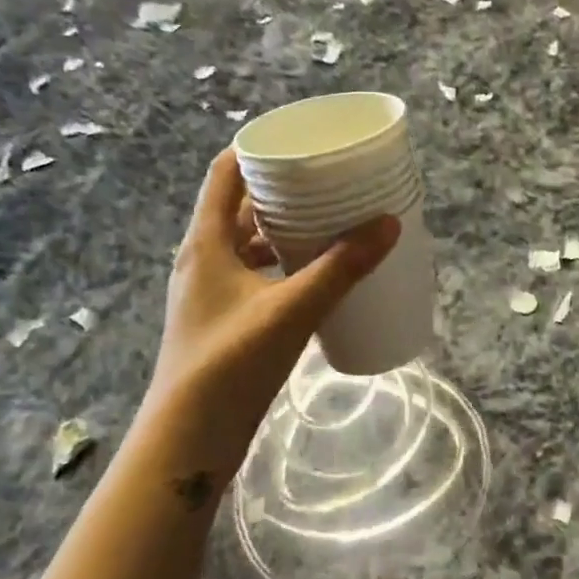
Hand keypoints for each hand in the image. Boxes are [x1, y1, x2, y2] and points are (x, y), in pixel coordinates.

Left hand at [147, 149, 398, 464]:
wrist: (189, 439)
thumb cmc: (230, 364)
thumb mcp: (291, 310)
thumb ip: (341, 268)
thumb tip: (389, 224)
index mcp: (205, 243)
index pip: (225, 174)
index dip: (258, 148)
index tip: (301, 139)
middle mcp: (203, 260)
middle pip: (240, 207)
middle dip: (283, 189)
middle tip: (329, 179)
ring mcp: (212, 292)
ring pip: (249, 243)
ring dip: (285, 228)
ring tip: (331, 220)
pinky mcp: (225, 319)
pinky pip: (257, 273)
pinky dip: (284, 263)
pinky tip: (317, 274)